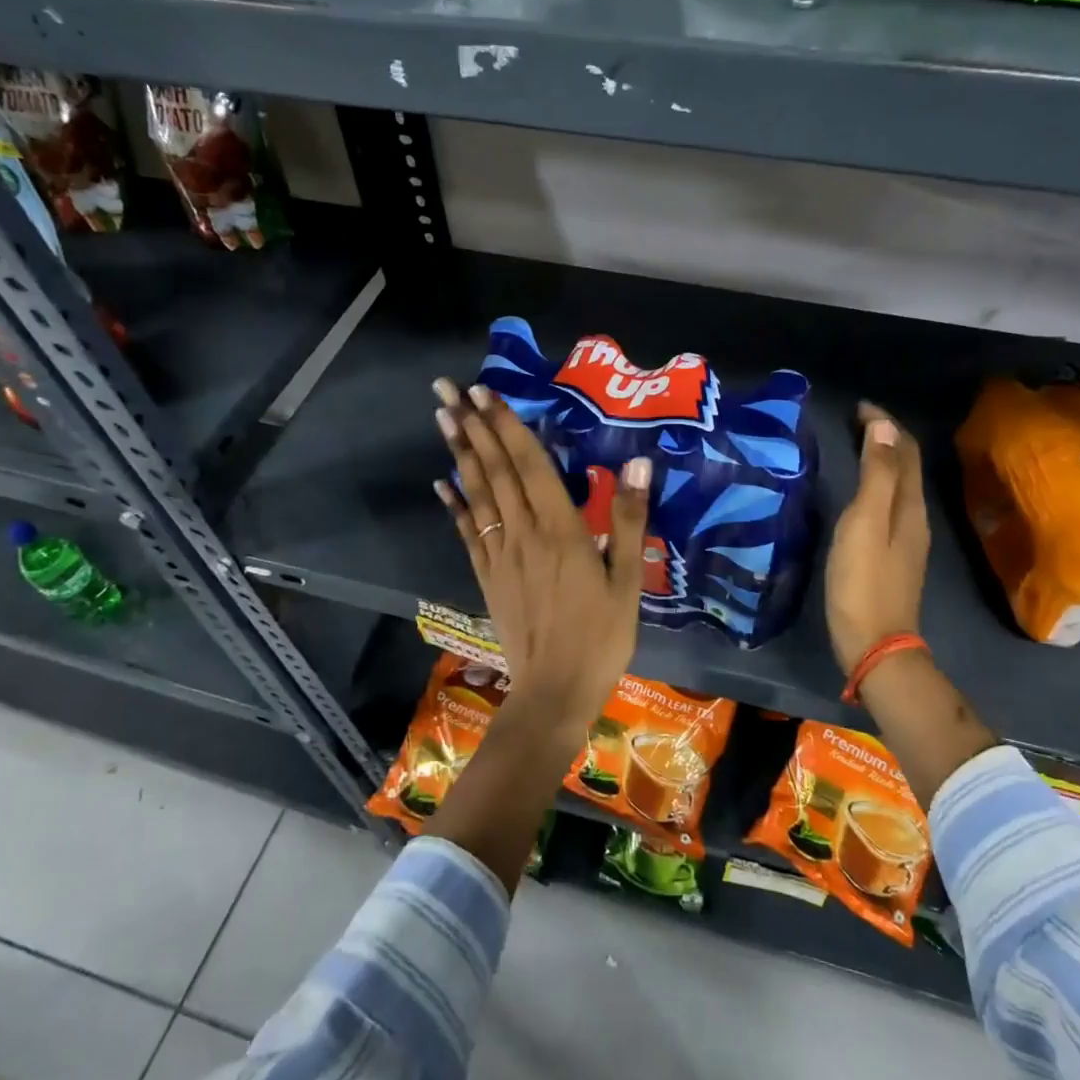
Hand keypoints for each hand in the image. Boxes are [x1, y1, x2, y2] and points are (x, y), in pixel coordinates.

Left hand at [432, 379, 650, 720]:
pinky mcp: (488, 576)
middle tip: (447, 387)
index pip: (529, 465)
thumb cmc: (601, 638)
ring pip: (477, 494)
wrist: (555, 692)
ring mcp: (499, 555)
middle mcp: (523, 533)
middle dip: (472, 425)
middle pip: (495, 470)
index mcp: (560, 530)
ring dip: (459, 453)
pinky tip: (441, 484)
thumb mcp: (628, 581)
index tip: (485, 391)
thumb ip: (628, 520)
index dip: (507, 426)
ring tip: (442, 417)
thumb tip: (637, 462)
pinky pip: (468, 532)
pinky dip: (455, 504)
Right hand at [825, 402, 930, 676]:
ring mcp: (905, 538)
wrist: (874, 644)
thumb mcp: (864, 523)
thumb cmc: (863, 581)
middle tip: (852, 420)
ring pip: (897, 485)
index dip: (884, 423)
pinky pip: (888, 504)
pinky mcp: (892, 555)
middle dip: (884, 436)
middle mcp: (914, 517)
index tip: (856, 406)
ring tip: (853, 445)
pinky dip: (875, 483)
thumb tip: (883, 425)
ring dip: (880, 459)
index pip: (904, 449)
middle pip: (905, 465)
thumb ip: (876, 475)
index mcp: (909, 505)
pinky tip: (857, 491)